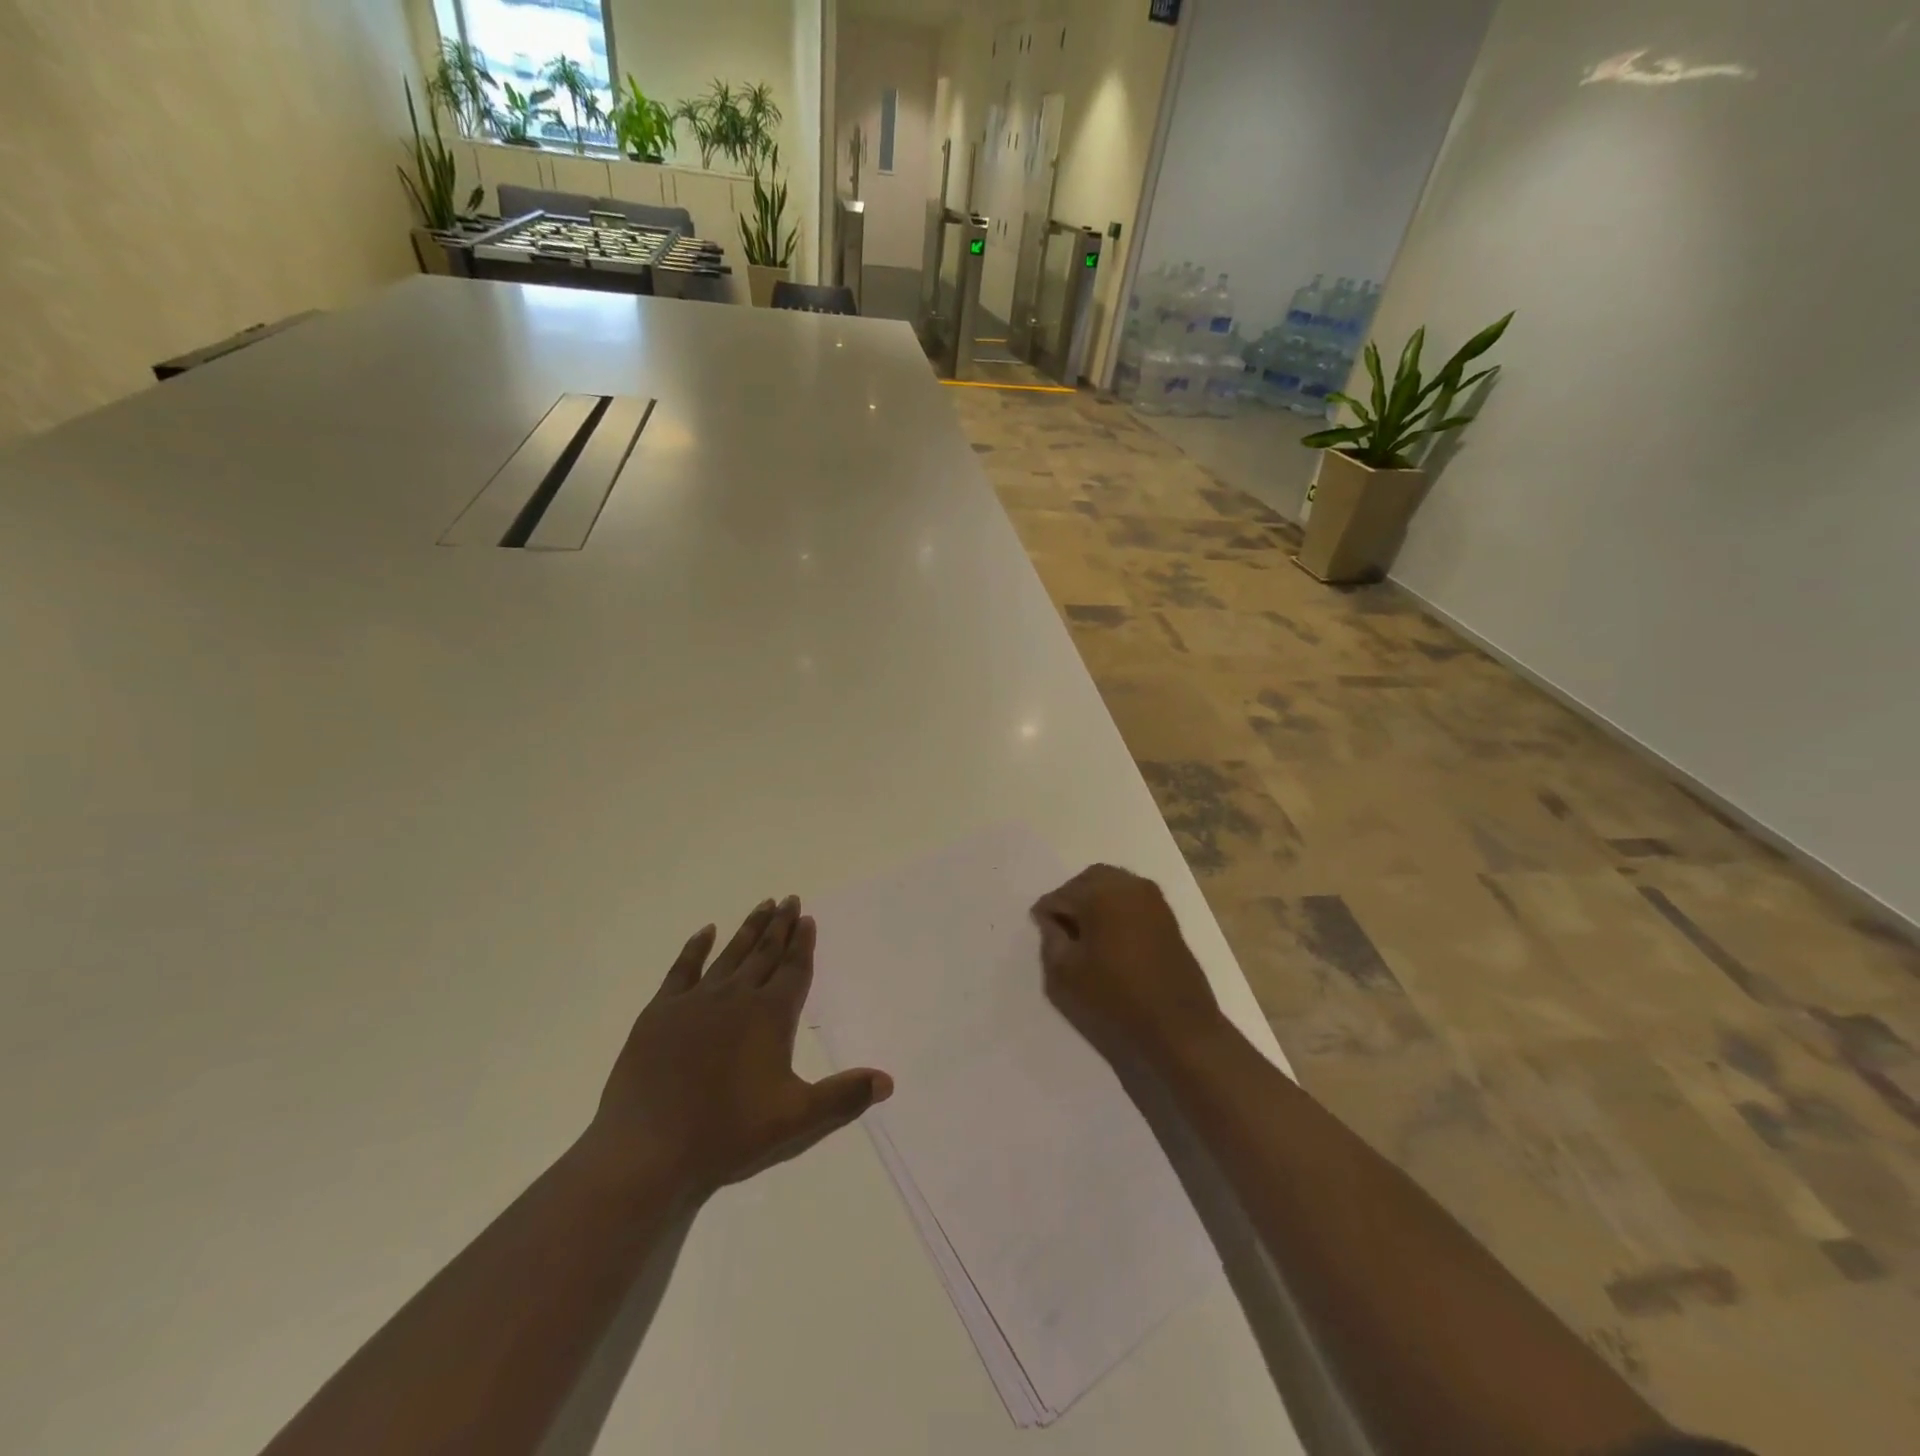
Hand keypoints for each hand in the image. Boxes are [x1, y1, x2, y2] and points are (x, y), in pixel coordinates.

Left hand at [586, 896, 892, 1199]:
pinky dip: (696, 948)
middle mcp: (736, 996)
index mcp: (770, 1016)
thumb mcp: (796, 1120)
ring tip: (763, 905)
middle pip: (765, 953)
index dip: (803, 944)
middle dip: (780, 926)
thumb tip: (887, 1080)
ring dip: (749, 929)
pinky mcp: (660, 1012)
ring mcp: (695, 1001)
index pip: (794, 970)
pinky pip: (683, 969)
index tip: (807, 917)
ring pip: (730, 954)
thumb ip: (843, 1097)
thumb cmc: (727, 1134)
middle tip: (790, 899)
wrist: (647, 1149)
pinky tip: (705, 931)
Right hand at [1031, 865, 1224, 1065]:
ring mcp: (1153, 898)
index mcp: (1100, 893)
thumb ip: (1050, 939)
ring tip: (1087, 936)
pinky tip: (1111, 939)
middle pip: (1087, 881)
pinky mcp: (1168, 916)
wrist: (1179, 1029)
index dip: (1046, 915)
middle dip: (1071, 900)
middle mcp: (1128, 885)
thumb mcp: (1065, 975)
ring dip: (1095, 902)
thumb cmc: (1115, 1000)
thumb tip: (1052, 920)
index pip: (1059, 895)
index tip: (1043, 936)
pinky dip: (1116, 909)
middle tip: (1062, 931)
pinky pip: (1132, 899)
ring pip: (1112, 885)